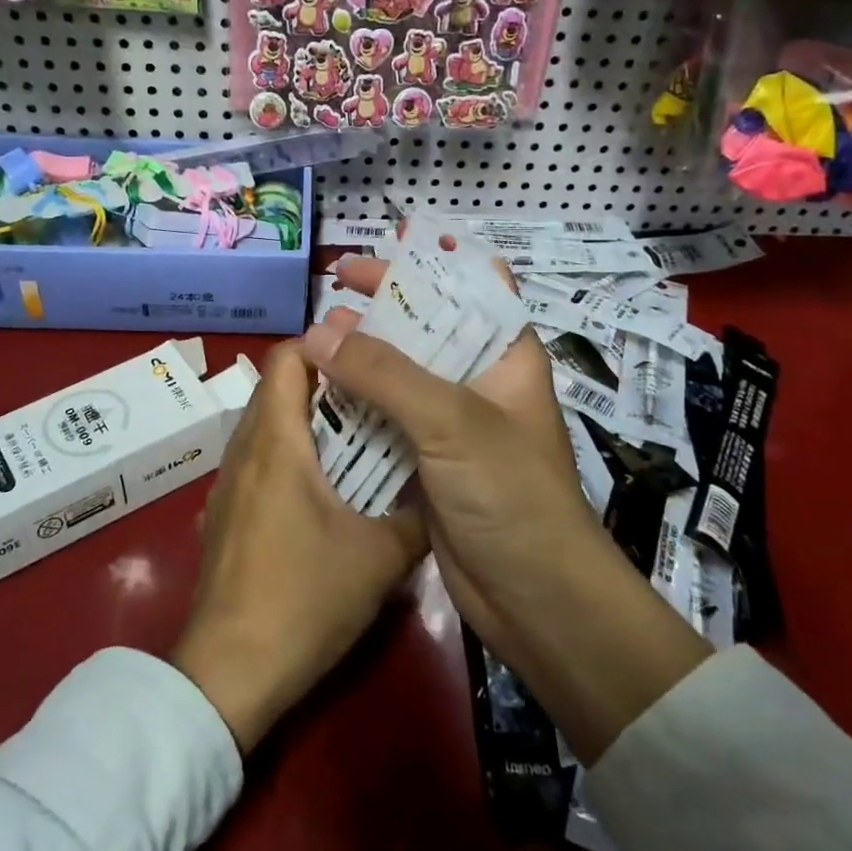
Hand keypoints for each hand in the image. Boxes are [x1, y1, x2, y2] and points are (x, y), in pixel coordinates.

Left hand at [171, 342, 427, 755]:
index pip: (287, 358)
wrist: (229, 674)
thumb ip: (416, 516)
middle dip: (324, 382)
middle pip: (276, 388)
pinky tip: (321, 489)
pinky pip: (256, 461)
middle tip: (374, 393)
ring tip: (356, 436)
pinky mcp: (222, 515)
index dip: (325, 346)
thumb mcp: (379, 557)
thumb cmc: (304, 598)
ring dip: (305, 421)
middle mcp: (243, 450)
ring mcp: (227, 484)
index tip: (367, 355)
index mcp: (276, 441)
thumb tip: (439, 492)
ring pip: (265, 425)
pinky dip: (287, 455)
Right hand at [303, 242, 712, 762]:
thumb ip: (384, 373)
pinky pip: (385, 418)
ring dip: (360, 356)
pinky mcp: (427, 460)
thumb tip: (316, 332)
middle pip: (427, 326)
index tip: (382, 250)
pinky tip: (319, 393)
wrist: (535, 600)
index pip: (474, 286)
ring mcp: (451, 422)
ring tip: (315, 339)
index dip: (432, 262)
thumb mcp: (451, 421)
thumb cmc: (510, 494)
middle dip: (381, 307)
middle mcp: (479, 380)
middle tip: (332, 290)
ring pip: (400, 373)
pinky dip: (355, 403)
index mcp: (505, 354)